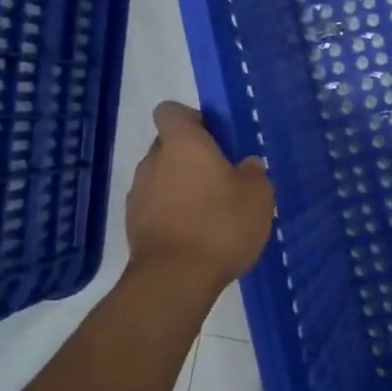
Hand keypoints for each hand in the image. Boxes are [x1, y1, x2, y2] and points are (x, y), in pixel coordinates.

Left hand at [124, 102, 274, 292]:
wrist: (175, 278)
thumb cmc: (221, 224)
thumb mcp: (257, 195)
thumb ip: (253, 173)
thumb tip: (246, 166)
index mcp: (182, 144)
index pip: (171, 111)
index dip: (192, 119)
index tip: (215, 137)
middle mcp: (153, 162)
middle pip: (168, 146)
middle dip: (191, 157)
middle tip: (222, 178)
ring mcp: (138, 195)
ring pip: (161, 178)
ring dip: (181, 187)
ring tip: (211, 211)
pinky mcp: (133, 226)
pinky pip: (156, 208)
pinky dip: (172, 214)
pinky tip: (196, 235)